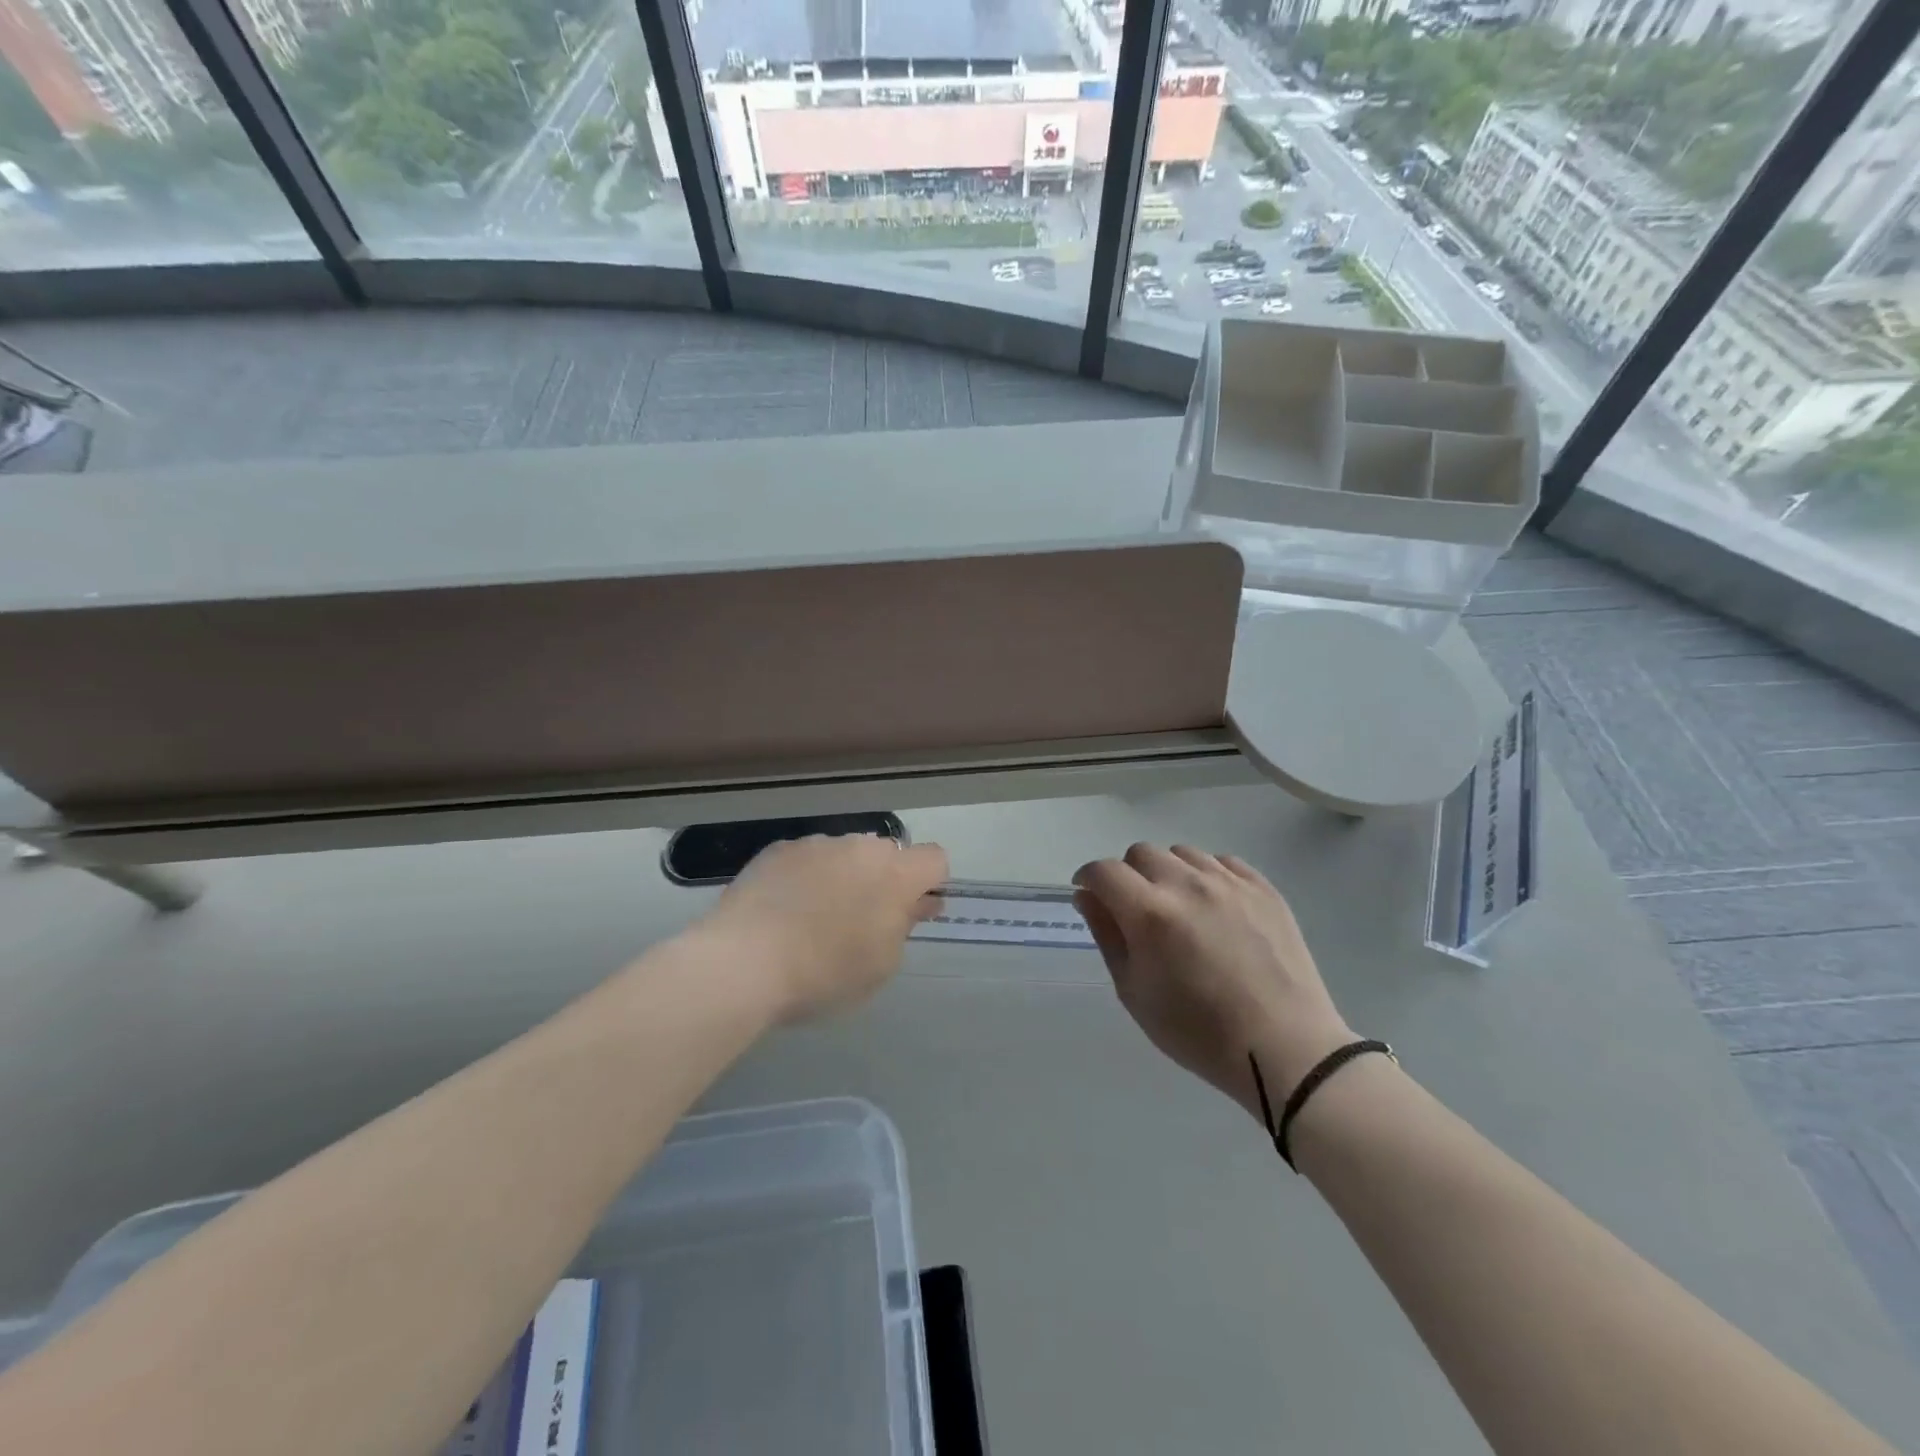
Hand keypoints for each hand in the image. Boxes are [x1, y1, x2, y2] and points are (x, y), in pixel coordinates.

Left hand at [693, 834, 949, 1022]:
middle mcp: (860, 846)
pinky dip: (805, 877)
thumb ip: (904, 926)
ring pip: (845, 854)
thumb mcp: (880, 965)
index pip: (934, 858)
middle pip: (887, 854)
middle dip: (882, 880)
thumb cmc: (824, 973)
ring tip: (813, 918)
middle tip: (859, 922)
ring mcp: (817, 843)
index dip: (929, 883)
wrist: (743, 962)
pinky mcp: (779, 849)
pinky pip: (806, 858)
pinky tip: (783, 910)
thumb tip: (915, 903)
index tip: (910, 912)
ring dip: (843, 876)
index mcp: (895, 874)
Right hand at [1073, 844, 1353, 1118]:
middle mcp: (1187, 884)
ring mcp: (1229, 882)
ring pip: (1182, 853)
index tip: (1089, 895)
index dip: (1088, 879)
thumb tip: (1088, 897)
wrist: (1285, 1048)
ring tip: (1179, 908)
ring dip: (1168, 872)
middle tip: (1136, 909)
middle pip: (1141, 853)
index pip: (1104, 871)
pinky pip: (1222, 862)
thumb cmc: (1198, 1032)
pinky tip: (1214, 907)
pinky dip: (1207, 875)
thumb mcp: (1135, 993)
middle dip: (1128, 875)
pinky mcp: (1263, 887)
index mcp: (1150, 912)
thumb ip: (1107, 936)